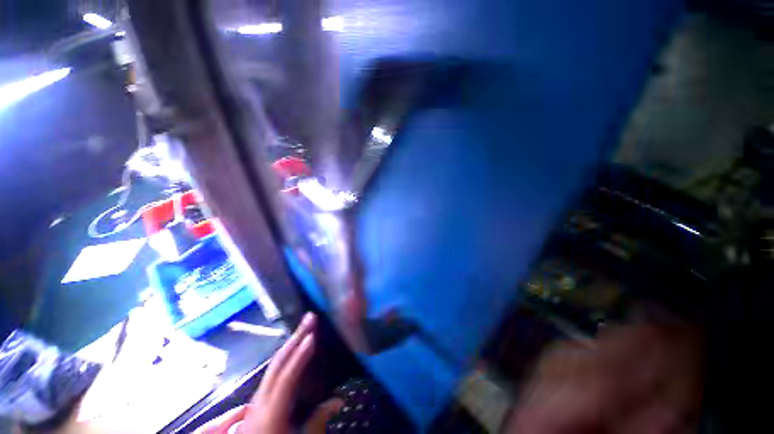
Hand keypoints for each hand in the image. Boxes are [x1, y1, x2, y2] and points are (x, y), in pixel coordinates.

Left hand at [195, 313, 316, 433]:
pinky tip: (294, 347)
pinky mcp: (258, 397)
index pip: (286, 378)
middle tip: (310, 317)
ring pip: (274, 364)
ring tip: (305, 326)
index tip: (313, 336)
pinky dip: (285, 354)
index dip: (300, 356)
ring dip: (290, 342)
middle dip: (295, 337)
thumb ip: (318, 421)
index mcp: (270, 412)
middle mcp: (260, 400)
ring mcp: (257, 397)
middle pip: (277, 363)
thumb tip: (340, 399)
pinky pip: (273, 370)